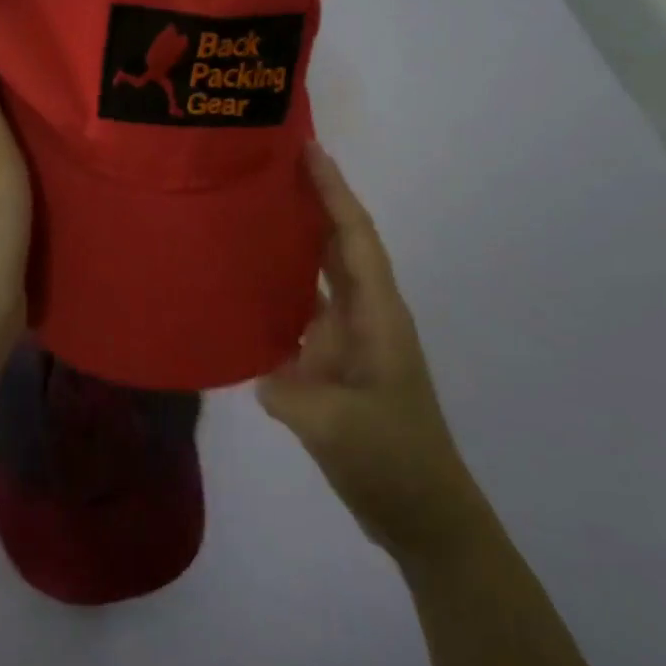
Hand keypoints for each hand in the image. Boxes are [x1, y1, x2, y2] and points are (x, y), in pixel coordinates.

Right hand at [258, 144, 487, 564]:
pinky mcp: (332, 369)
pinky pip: (299, 318)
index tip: (308, 149)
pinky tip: (241, 293)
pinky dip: (276, 297)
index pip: (353, 239)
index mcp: (377, 318)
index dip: (333, 192)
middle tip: (267, 169)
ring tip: (249, 216)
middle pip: (337, 247)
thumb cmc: (393, 462)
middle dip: (311, 204)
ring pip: (317, 279)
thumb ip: (290, 391)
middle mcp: (364, 319)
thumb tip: (260, 369)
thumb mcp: (336, 428)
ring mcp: (348, 344)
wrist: (424, 515)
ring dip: (292, 246)